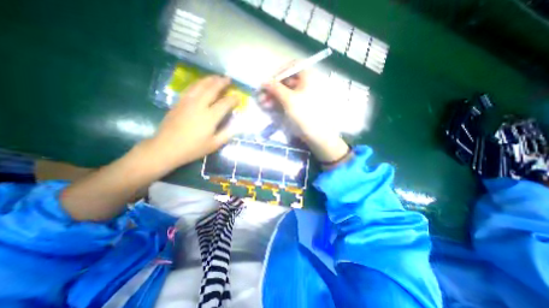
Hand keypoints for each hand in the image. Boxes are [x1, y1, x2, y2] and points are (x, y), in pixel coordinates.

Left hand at [149, 76, 238, 168]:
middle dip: (221, 82)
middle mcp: (199, 105)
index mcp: (210, 117)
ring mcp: (187, 102)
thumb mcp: (214, 145)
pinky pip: (190, 88)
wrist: (166, 148)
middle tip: (228, 78)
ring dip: (209, 79)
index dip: (233, 99)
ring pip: (199, 85)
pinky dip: (198, 83)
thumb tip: (238, 126)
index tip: (239, 97)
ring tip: (216, 77)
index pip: (225, 103)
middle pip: (212, 89)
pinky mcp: (179, 102)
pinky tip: (201, 83)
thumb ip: (227, 134)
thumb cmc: (193, 148)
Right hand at [260, 67, 346, 163]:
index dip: (279, 73)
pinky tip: (269, 107)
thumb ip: (275, 88)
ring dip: (273, 96)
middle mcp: (307, 84)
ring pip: (286, 92)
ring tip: (263, 103)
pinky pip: (288, 101)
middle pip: (287, 81)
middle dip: (273, 88)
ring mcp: (303, 96)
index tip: (268, 82)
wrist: (317, 135)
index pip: (292, 67)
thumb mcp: (289, 99)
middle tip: (262, 95)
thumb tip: (263, 82)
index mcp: (309, 77)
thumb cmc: (305, 114)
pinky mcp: (300, 107)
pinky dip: (278, 102)